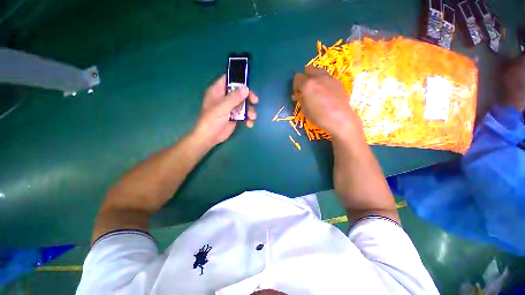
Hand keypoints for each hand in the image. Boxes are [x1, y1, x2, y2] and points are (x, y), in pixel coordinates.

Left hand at [194, 75, 257, 145]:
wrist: (210, 138)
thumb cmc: (211, 120)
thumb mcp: (222, 108)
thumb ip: (234, 98)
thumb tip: (246, 88)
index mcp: (218, 91)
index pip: (228, 80)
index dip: (238, 80)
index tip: (248, 85)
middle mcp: (225, 98)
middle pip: (240, 92)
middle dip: (248, 97)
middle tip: (255, 101)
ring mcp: (231, 108)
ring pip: (244, 104)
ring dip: (250, 110)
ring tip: (252, 118)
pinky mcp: (235, 117)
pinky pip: (245, 114)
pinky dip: (248, 118)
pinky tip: (249, 124)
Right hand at [293, 66, 363, 140]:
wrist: (340, 119)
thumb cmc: (319, 117)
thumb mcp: (305, 110)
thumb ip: (300, 100)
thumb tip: (298, 96)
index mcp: (307, 84)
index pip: (297, 78)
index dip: (295, 86)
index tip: (297, 94)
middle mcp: (318, 77)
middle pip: (308, 69)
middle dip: (304, 78)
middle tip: (305, 90)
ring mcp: (329, 78)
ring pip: (318, 71)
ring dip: (314, 78)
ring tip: (315, 90)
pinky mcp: (338, 82)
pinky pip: (327, 77)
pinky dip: (323, 82)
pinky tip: (325, 93)